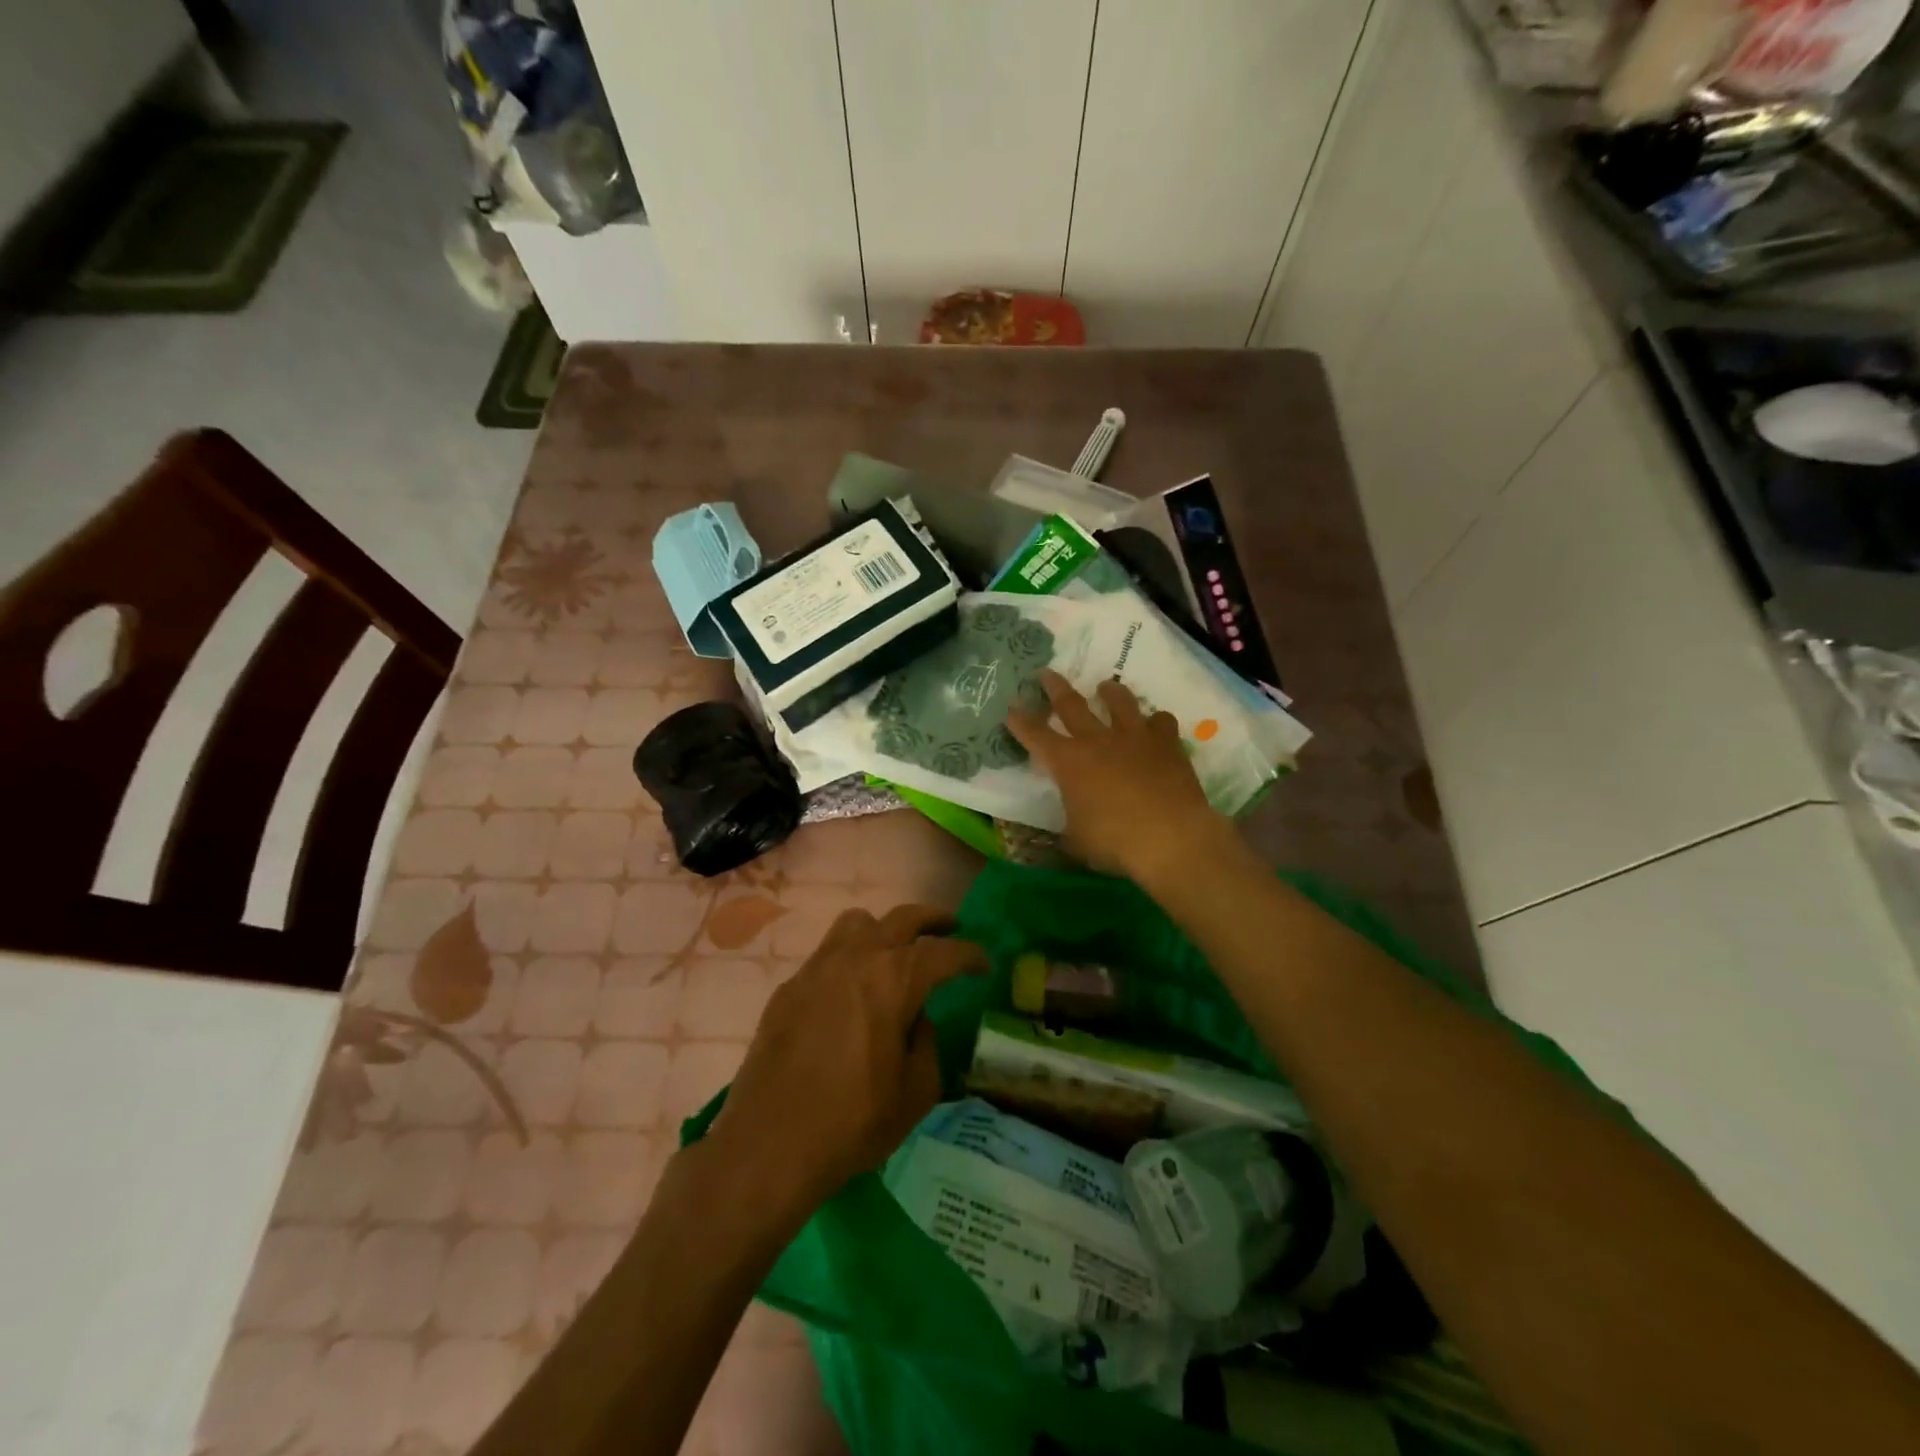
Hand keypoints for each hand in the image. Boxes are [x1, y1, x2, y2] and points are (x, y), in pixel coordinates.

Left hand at [703, 905, 985, 1229]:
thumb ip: (926, 1044)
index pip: (944, 952)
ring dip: (884, 928)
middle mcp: (857, 958)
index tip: (984, 963)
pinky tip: (850, 990)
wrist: (768, 1144)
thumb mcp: (915, 1093)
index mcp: (895, 980)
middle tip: (951, 927)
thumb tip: (916, 1018)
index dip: (970, 954)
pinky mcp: (790, 987)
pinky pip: (827, 954)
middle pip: (903, 917)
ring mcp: (818, 967)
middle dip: (933, 920)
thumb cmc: (852, 1122)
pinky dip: (849, 958)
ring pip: (858, 922)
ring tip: (895, 949)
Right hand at [1008, 669, 1237, 887]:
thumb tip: (1070, 825)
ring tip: (1105, 686)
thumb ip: (1069, 824)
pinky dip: (1155, 722)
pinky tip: (1154, 725)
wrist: (1171, 838)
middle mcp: (1097, 741)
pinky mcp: (1167, 743)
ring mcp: (1134, 738)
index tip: (1012, 707)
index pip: (1035, 735)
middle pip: (1071, 705)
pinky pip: (1160, 721)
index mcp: (1068, 763)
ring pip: (1119, 702)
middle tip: (1047, 673)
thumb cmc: (1115, 843)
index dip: (1021, 721)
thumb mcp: (1077, 841)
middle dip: (1055, 688)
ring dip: (1110, 691)